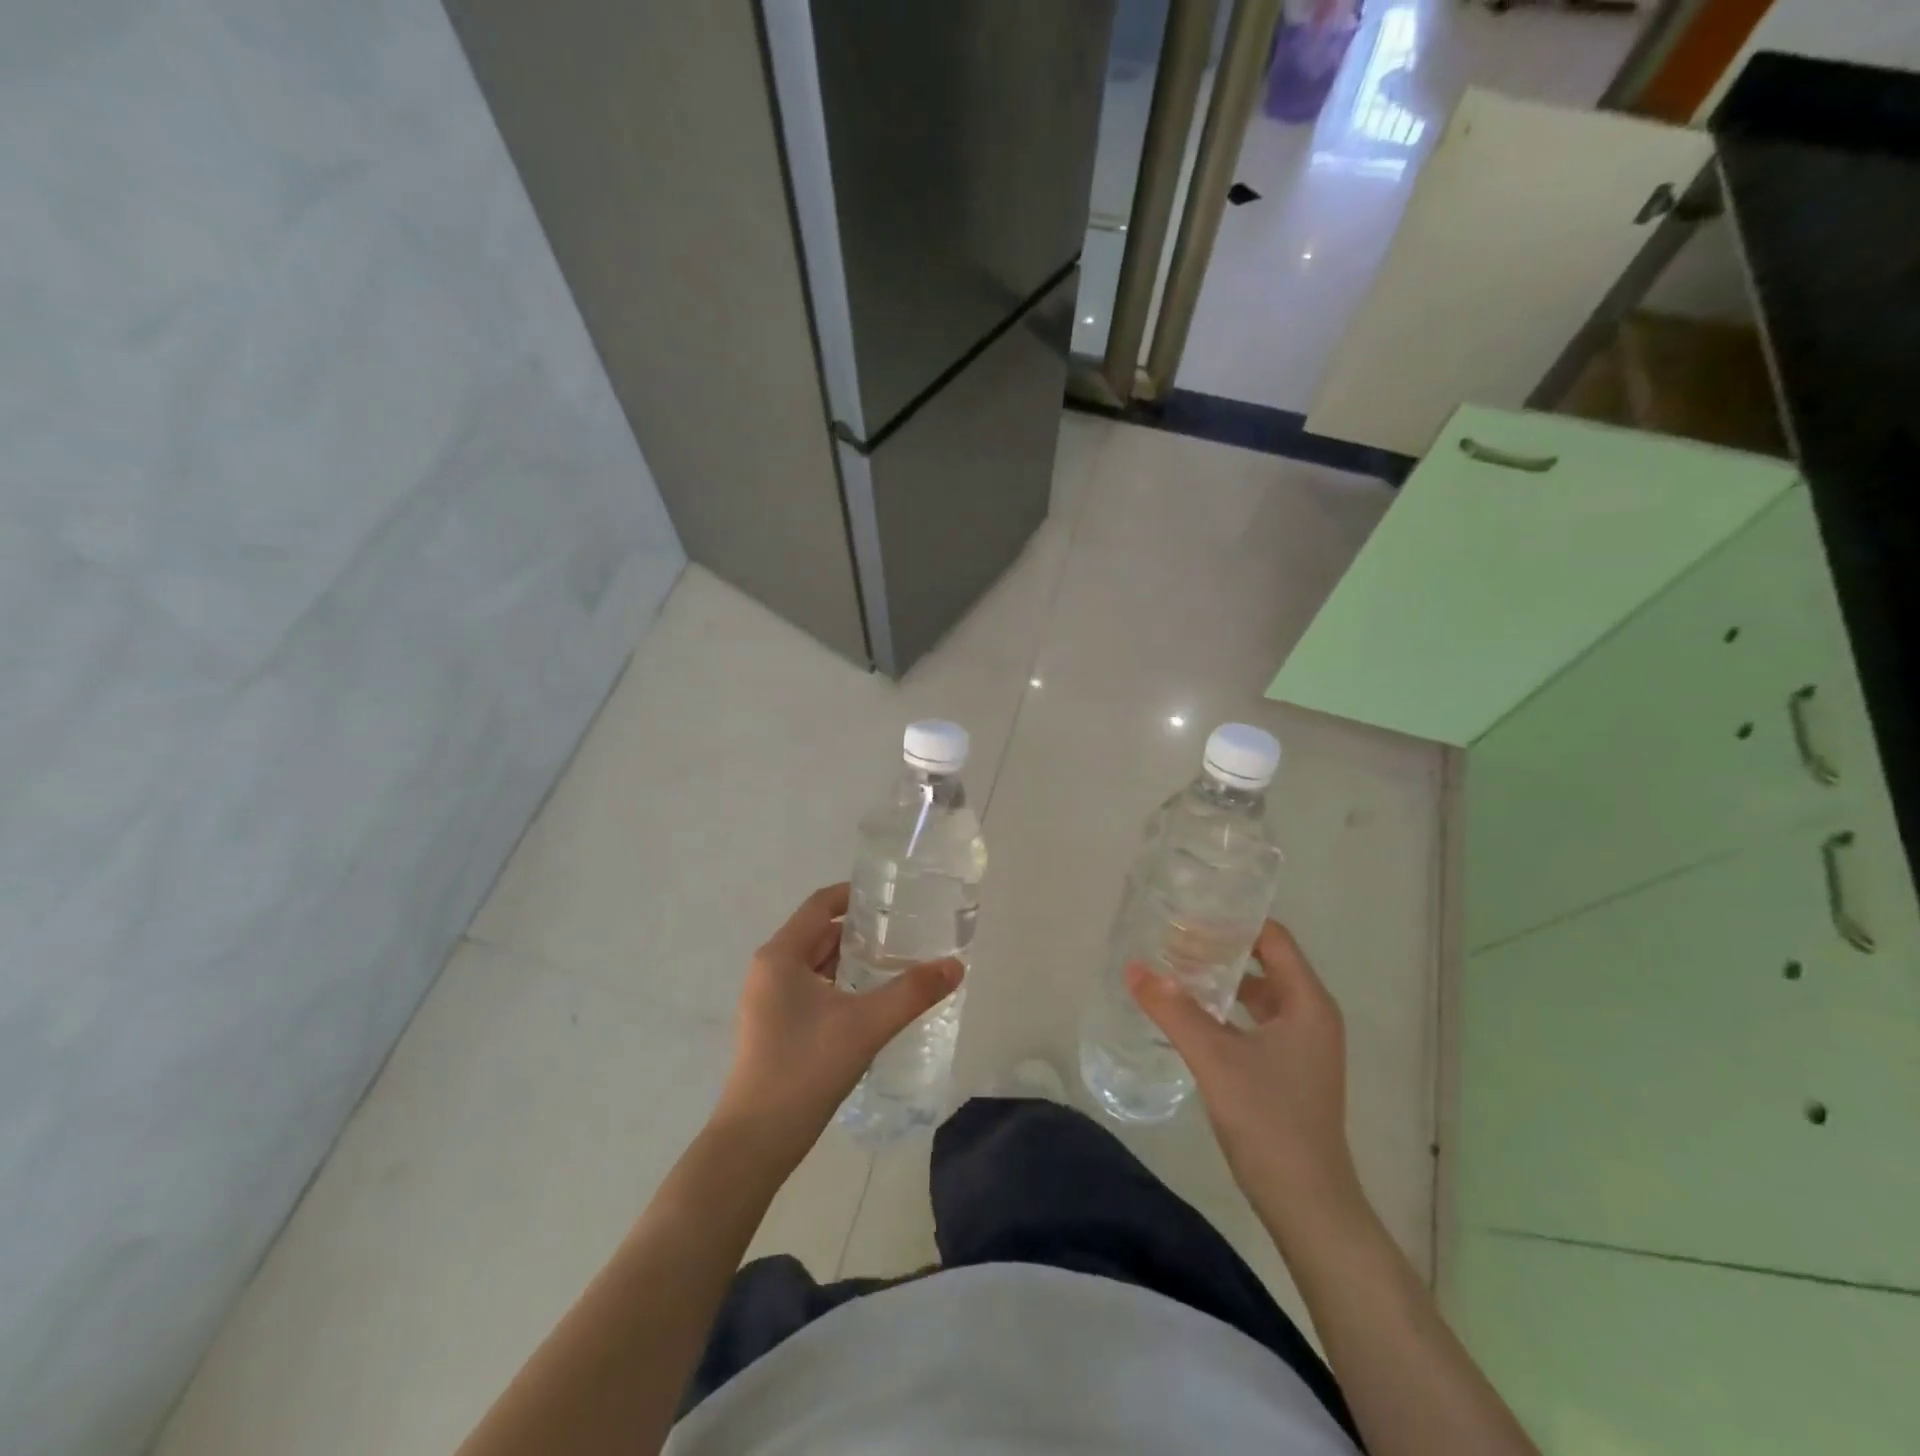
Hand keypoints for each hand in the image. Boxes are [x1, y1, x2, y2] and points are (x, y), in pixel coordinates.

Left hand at [715, 884, 962, 1164]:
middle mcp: (769, 970)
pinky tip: (870, 1004)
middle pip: (819, 934)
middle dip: (860, 931)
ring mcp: (768, 1001)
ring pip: (815, 965)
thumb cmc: (805, 1068)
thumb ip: (912, 992)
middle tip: (904, 933)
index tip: (892, 898)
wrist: (755, 1142)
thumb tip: (955, 966)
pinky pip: (810, 990)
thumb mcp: (866, 1025)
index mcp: (781, 955)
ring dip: (851, 961)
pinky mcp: (773, 1027)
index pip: (820, 904)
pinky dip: (840, 986)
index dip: (854, 895)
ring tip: (895, 965)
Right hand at [1127, 920, 1365, 1244]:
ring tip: (1174, 969)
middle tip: (1171, 938)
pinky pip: (1254, 1023)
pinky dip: (1225, 1011)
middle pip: (1265, 963)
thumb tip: (1133, 967)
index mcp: (1307, 1002)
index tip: (1190, 910)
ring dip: (1220, 980)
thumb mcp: (1214, 1058)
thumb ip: (1172, 1009)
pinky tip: (1190, 1015)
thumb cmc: (1269, 1120)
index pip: (1272, 938)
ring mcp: (1303, 1046)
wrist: (1308, 1205)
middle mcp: (1311, 1016)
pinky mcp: (1289, 1071)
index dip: (1233, 921)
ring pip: (1258, 995)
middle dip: (1220, 949)